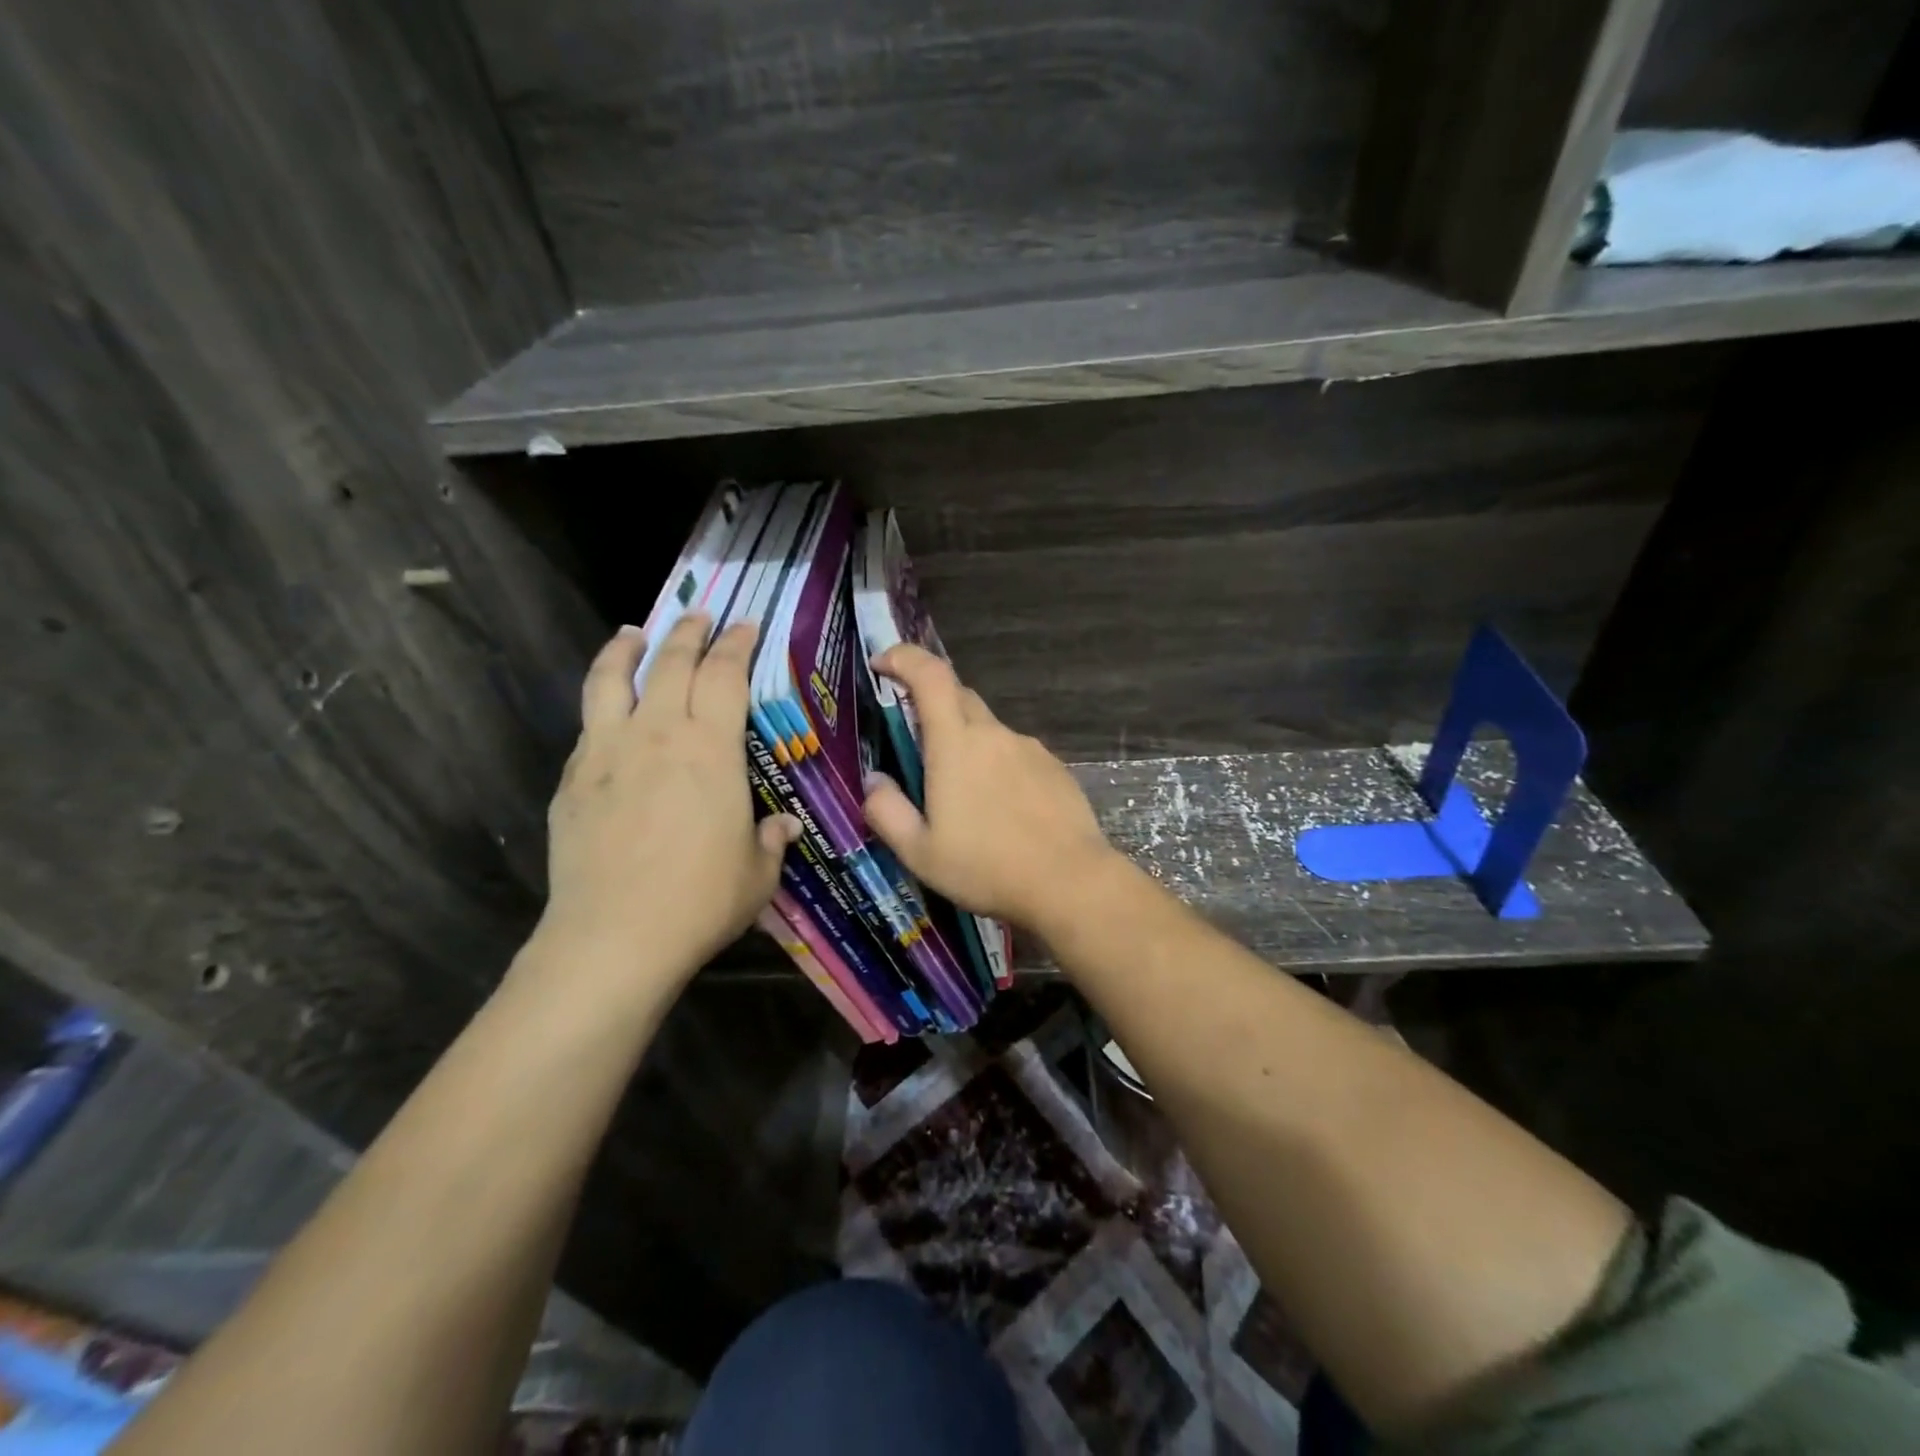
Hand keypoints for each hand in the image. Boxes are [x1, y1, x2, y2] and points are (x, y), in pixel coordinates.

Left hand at [533, 615, 798, 998]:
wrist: (615, 936)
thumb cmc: (701, 900)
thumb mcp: (757, 873)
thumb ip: (771, 840)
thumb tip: (784, 826)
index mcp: (712, 748)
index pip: (726, 674)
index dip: (737, 644)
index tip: (744, 626)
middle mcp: (659, 733)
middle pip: (671, 662)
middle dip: (689, 632)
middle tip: (699, 615)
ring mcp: (608, 751)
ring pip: (613, 678)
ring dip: (626, 648)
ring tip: (633, 632)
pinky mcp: (573, 778)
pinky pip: (589, 723)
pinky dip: (602, 701)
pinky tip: (607, 709)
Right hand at [862, 645, 1117, 931]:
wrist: (1070, 882)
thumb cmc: (986, 867)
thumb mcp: (920, 852)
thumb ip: (887, 811)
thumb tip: (874, 780)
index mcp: (955, 744)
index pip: (929, 675)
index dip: (903, 657)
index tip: (883, 663)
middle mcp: (994, 734)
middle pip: (958, 696)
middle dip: (931, 704)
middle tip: (916, 743)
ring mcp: (1029, 748)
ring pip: (988, 729)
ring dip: (967, 743)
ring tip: (963, 795)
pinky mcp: (1054, 767)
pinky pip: (1015, 753)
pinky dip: (998, 766)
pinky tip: (1001, 808)